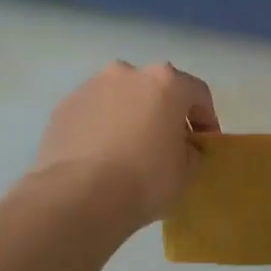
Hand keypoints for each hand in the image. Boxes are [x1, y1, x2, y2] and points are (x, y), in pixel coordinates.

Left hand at [32, 62, 218, 226]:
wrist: (77, 197)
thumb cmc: (144, 180)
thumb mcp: (187, 172)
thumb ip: (192, 151)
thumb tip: (182, 148)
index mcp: (166, 82)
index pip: (198, 93)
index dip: (206, 120)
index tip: (204, 144)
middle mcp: (128, 73)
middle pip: (156, 89)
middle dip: (164, 113)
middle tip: (166, 145)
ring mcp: (91, 87)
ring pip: (122, 98)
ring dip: (130, 117)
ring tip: (128, 152)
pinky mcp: (63, 107)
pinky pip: (93, 113)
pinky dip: (101, 127)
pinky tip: (100, 157)